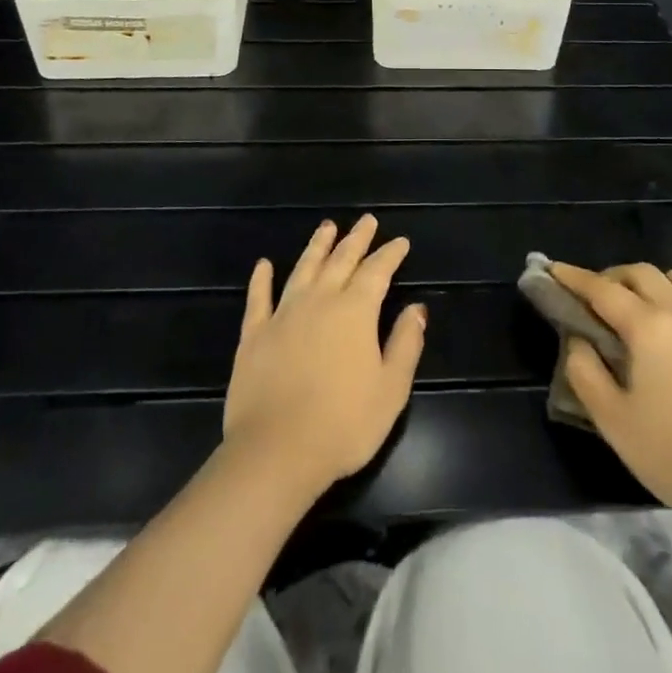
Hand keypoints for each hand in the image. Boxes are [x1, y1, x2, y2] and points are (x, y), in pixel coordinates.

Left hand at [222, 216, 426, 491]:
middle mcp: (320, 301)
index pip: (377, 271)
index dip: (390, 254)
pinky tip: (264, 264)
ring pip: (303, 268)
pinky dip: (262, 279)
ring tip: (327, 227)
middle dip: (357, 239)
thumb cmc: (343, 424)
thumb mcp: (391, 389)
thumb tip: (417, 309)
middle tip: (367, 220)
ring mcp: (283, 314)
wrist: (276, 451)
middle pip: (341, 260)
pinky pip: (258, 298)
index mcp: (355, 311)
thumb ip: (406, 344)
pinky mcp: (254, 334)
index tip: (400, 241)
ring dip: (317, 246)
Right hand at [549, 262, 671, 525]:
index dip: (573, 277)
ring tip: (644, 306)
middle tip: (595, 298)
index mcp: (648, 326)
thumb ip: (585, 372)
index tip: (552, 269)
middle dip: (612, 276)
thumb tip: (578, 341)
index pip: (602, 289)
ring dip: (657, 282)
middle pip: (642, 273)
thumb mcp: (613, 421)